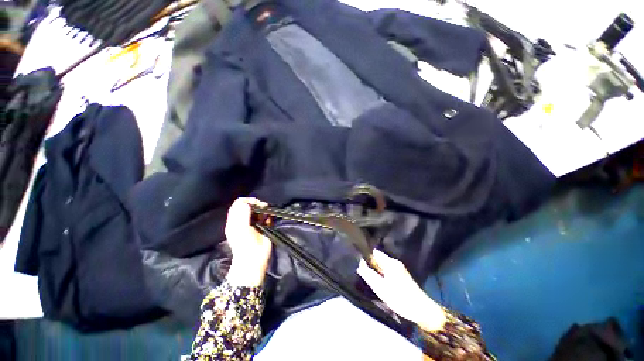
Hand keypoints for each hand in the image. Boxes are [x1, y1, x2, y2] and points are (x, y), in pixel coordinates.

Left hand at [224, 198, 271, 286]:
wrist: (254, 259)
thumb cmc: (245, 244)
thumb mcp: (240, 228)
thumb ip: (242, 213)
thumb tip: (248, 203)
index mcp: (235, 220)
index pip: (240, 203)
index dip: (248, 201)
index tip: (257, 204)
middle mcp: (243, 220)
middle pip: (249, 205)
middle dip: (257, 205)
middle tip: (263, 209)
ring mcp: (253, 224)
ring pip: (258, 211)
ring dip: (263, 211)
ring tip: (266, 216)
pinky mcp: (263, 227)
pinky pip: (266, 217)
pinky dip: (268, 217)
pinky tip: (268, 220)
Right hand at [357, 250, 445, 330]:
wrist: (421, 310)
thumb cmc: (399, 298)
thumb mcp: (380, 287)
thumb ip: (368, 274)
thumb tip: (359, 264)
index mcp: (390, 262)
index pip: (375, 252)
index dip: (366, 256)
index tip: (359, 262)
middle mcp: (395, 262)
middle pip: (379, 259)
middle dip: (371, 265)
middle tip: (364, 273)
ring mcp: (400, 269)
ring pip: (383, 266)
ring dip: (376, 271)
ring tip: (371, 279)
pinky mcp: (402, 276)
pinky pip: (388, 271)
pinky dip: (382, 275)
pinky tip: (381, 283)